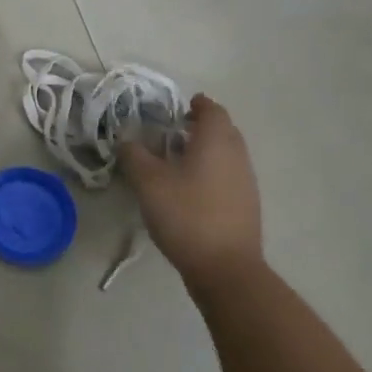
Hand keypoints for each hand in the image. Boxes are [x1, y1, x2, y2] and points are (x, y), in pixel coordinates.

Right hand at [120, 95, 263, 279]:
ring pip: (226, 154)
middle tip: (172, 132)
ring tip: (176, 161)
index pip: (212, 109)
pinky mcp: (245, 205)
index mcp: (216, 141)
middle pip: (222, 130)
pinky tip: (189, 190)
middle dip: (200, 126)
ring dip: (205, 150)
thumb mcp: (148, 182)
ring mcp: (245, 181)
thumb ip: (134, 155)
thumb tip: (126, 138)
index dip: (196, 104)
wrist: (224, 266)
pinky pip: (227, 175)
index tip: (177, 107)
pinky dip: (210, 172)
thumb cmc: (186, 215)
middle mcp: (237, 155)